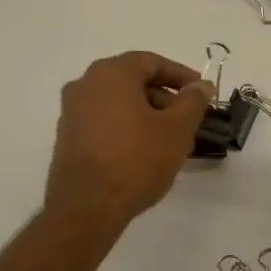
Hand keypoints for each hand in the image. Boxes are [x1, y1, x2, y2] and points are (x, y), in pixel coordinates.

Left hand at [44, 52, 212, 230]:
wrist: (86, 208)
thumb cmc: (136, 160)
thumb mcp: (177, 129)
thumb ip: (193, 101)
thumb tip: (201, 85)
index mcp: (111, 73)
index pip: (152, 62)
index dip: (181, 75)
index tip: (202, 93)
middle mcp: (86, 84)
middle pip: (134, 81)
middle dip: (165, 99)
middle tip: (189, 121)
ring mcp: (72, 111)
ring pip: (119, 103)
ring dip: (148, 115)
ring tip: (171, 142)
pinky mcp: (68, 138)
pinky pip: (105, 121)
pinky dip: (127, 128)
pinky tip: (145, 153)